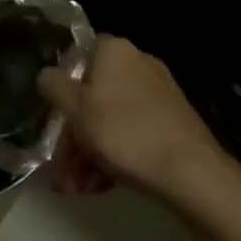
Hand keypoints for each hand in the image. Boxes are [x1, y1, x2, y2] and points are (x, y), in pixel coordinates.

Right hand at [38, 35, 227, 199]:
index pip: (78, 56)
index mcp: (114, 50)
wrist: (193, 174)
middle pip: (94, 95)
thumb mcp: (75, 110)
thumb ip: (53, 86)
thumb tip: (48, 75)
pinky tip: (102, 187)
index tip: (55, 119)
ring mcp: (159, 93)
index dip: (63, 86)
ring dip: (90, 153)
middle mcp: (138, 63)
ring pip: (112, 118)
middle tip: (63, 172)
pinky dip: (116, 155)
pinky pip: (134, 132)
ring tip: (78, 190)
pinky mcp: (173, 122)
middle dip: (74, 137)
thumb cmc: (124, 133)